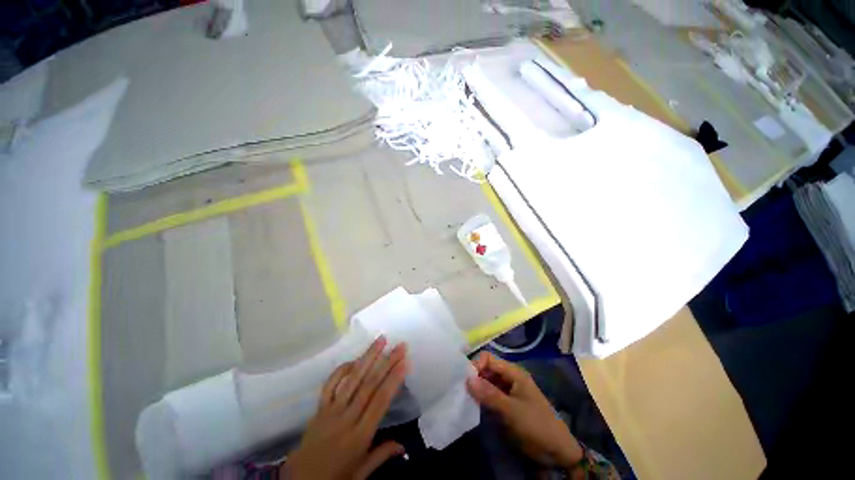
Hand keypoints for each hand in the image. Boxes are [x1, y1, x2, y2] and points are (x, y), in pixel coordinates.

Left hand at [283, 336, 407, 479]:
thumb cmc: (333, 479)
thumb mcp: (360, 474)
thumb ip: (381, 456)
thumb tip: (404, 446)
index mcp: (359, 436)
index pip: (380, 401)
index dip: (394, 379)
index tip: (405, 362)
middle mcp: (346, 419)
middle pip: (369, 385)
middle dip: (387, 362)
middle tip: (400, 346)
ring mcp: (331, 410)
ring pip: (352, 379)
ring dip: (368, 357)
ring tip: (380, 340)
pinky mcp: (319, 408)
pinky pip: (330, 384)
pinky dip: (342, 369)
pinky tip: (354, 359)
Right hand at [466, 352, 582, 468]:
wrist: (557, 452)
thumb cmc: (536, 425)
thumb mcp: (512, 410)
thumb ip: (489, 394)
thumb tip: (467, 379)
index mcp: (513, 372)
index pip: (488, 358)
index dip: (476, 365)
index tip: (465, 380)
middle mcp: (508, 377)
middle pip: (486, 369)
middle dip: (474, 377)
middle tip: (461, 390)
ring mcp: (507, 391)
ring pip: (486, 382)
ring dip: (476, 388)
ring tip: (464, 397)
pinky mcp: (505, 403)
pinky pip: (489, 395)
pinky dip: (480, 398)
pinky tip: (472, 405)